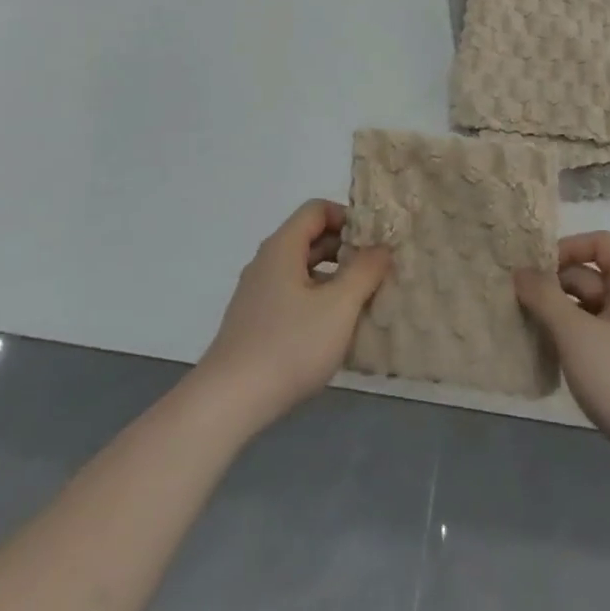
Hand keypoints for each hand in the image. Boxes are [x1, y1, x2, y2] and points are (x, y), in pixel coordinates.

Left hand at [196, 200, 390, 431]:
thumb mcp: (338, 307)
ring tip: (360, 301)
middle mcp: (267, 261)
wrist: (228, 401)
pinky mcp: (254, 321)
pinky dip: (316, 299)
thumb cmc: (289, 345)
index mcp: (282, 246)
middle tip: (375, 271)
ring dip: (332, 277)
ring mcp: (257, 292)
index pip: (317, 209)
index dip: (348, 217)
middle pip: (309, 237)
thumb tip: (381, 248)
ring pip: (301, 269)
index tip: (373, 242)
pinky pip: (291, 294)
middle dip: (344, 249)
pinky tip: (332, 329)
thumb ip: (364, 272)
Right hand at [516, 231, 609, 476]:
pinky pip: (596, 339)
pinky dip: (574, 342)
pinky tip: (554, 362)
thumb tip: (520, 272)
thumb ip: (545, 298)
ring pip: (590, 311)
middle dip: (556, 287)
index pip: (599, 243)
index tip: (538, 271)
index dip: (568, 247)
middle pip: (591, 277)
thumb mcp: (576, 335)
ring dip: (561, 316)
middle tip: (521, 305)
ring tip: (531, 333)